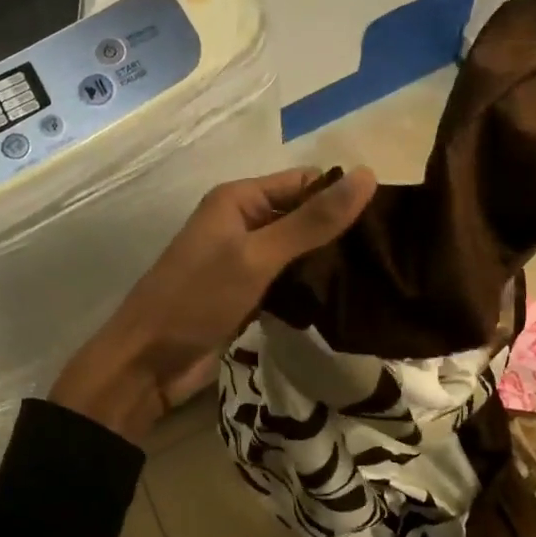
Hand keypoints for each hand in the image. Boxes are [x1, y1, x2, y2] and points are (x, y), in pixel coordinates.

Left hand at [50, 165, 378, 441]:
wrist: (146, 362)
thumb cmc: (198, 299)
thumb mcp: (258, 256)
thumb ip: (312, 221)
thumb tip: (367, 175)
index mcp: (238, 199)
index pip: (304, 181)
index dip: (341, 195)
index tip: (388, 220)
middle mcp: (240, 222)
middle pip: (301, 215)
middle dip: (338, 231)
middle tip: (389, 254)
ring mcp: (242, 260)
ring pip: (296, 250)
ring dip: (327, 261)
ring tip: (378, 275)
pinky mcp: (245, 293)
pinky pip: (285, 279)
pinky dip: (309, 286)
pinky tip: (344, 298)